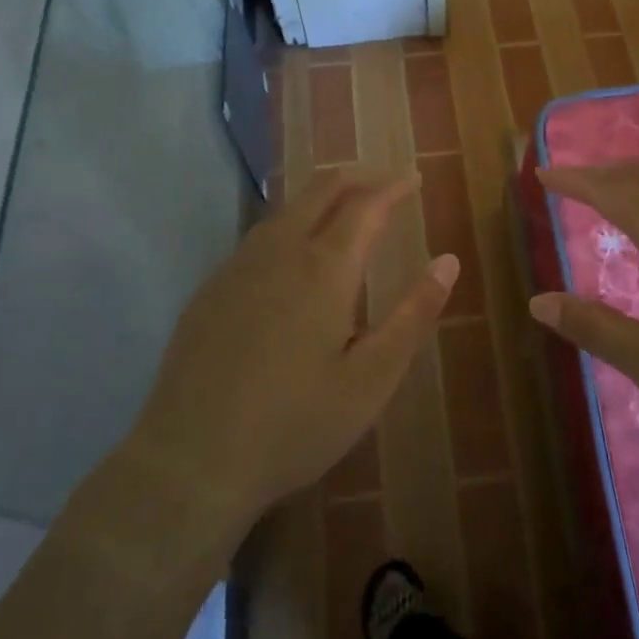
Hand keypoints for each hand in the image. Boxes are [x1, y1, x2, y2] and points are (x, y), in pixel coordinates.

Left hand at [107, 169, 457, 536]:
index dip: (394, 186)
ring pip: (285, 210)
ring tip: (347, 211)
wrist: (191, 461)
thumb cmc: (295, 425)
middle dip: (358, 177)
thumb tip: (448, 261)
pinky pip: (258, 237)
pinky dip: (290, 225)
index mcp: (323, 269)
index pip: (366, 204)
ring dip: (321, 198)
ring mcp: (237, 268)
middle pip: (321, 190)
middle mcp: (278, 252)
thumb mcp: (371, 379)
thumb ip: (413, 315)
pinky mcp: (210, 290)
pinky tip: (293, 257)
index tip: (416, 178)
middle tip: (387, 183)